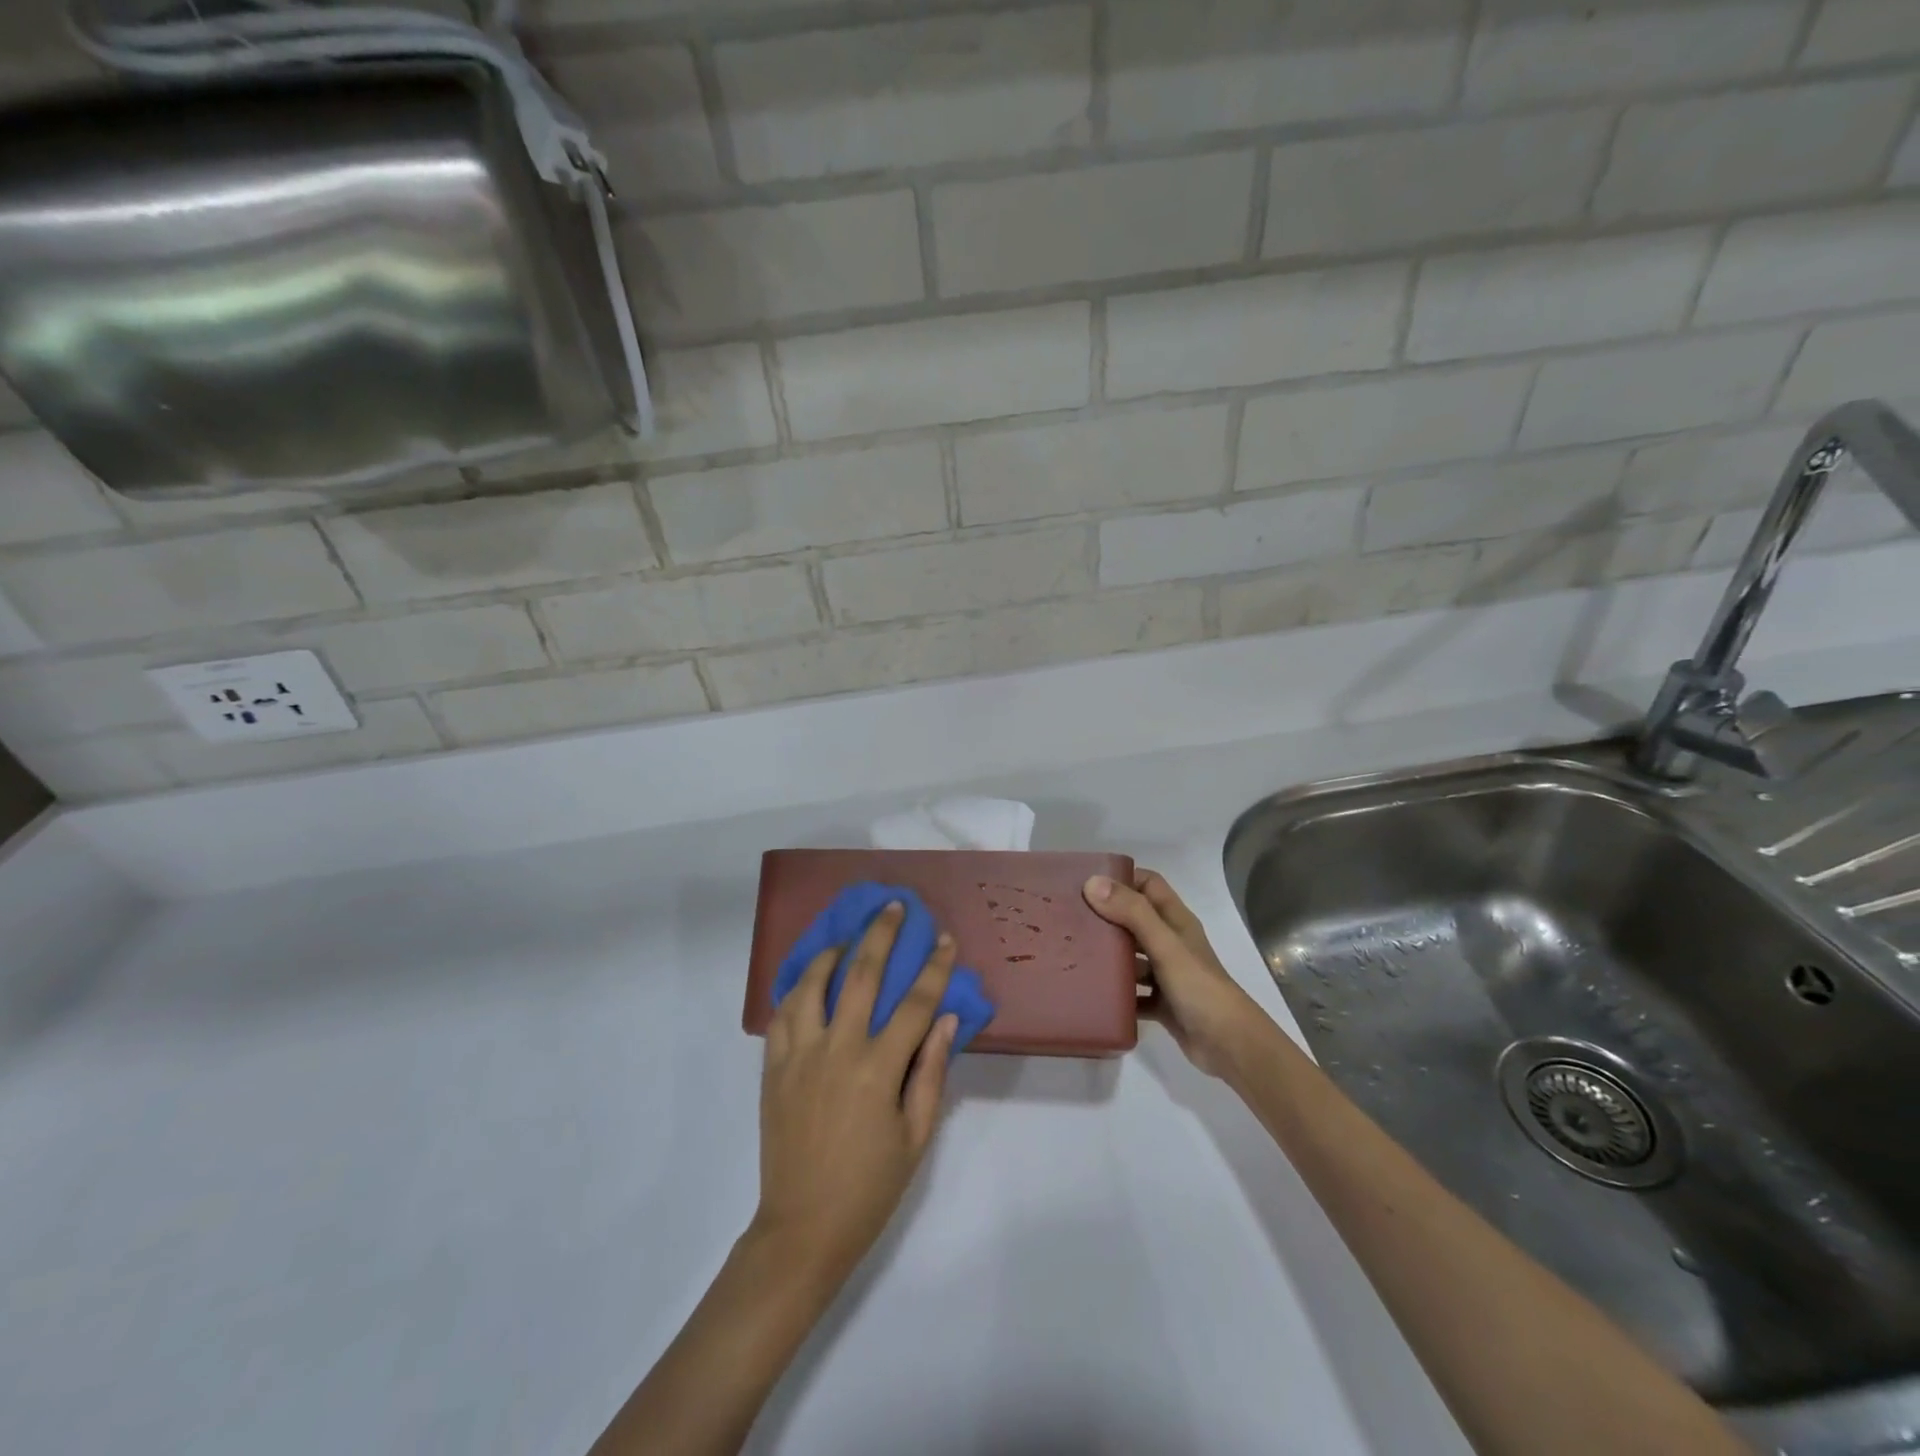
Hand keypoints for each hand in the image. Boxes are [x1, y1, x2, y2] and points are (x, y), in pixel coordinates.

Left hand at [753, 902, 958, 1281]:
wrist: (802, 1228)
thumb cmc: (869, 1186)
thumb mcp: (916, 1136)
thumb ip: (931, 1072)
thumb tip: (945, 1018)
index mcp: (877, 1070)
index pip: (913, 1004)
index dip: (934, 968)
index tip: (945, 939)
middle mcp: (837, 1050)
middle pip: (861, 976)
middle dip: (882, 935)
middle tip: (894, 906)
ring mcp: (799, 1055)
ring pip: (812, 985)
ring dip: (833, 952)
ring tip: (847, 936)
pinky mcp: (773, 1068)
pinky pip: (782, 1013)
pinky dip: (797, 988)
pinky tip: (809, 978)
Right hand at [1084, 869, 1266, 1078]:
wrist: (1230, 1046)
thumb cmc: (1199, 988)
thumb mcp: (1165, 945)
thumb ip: (1132, 913)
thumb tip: (1092, 882)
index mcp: (1176, 921)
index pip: (1148, 885)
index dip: (1122, 878)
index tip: (1086, 882)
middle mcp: (1171, 943)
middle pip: (1134, 920)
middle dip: (1106, 917)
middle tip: (1069, 918)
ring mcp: (1166, 975)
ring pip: (1131, 957)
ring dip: (1108, 956)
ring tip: (1072, 954)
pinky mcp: (1161, 1003)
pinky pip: (1132, 993)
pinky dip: (1115, 992)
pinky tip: (1090, 993)